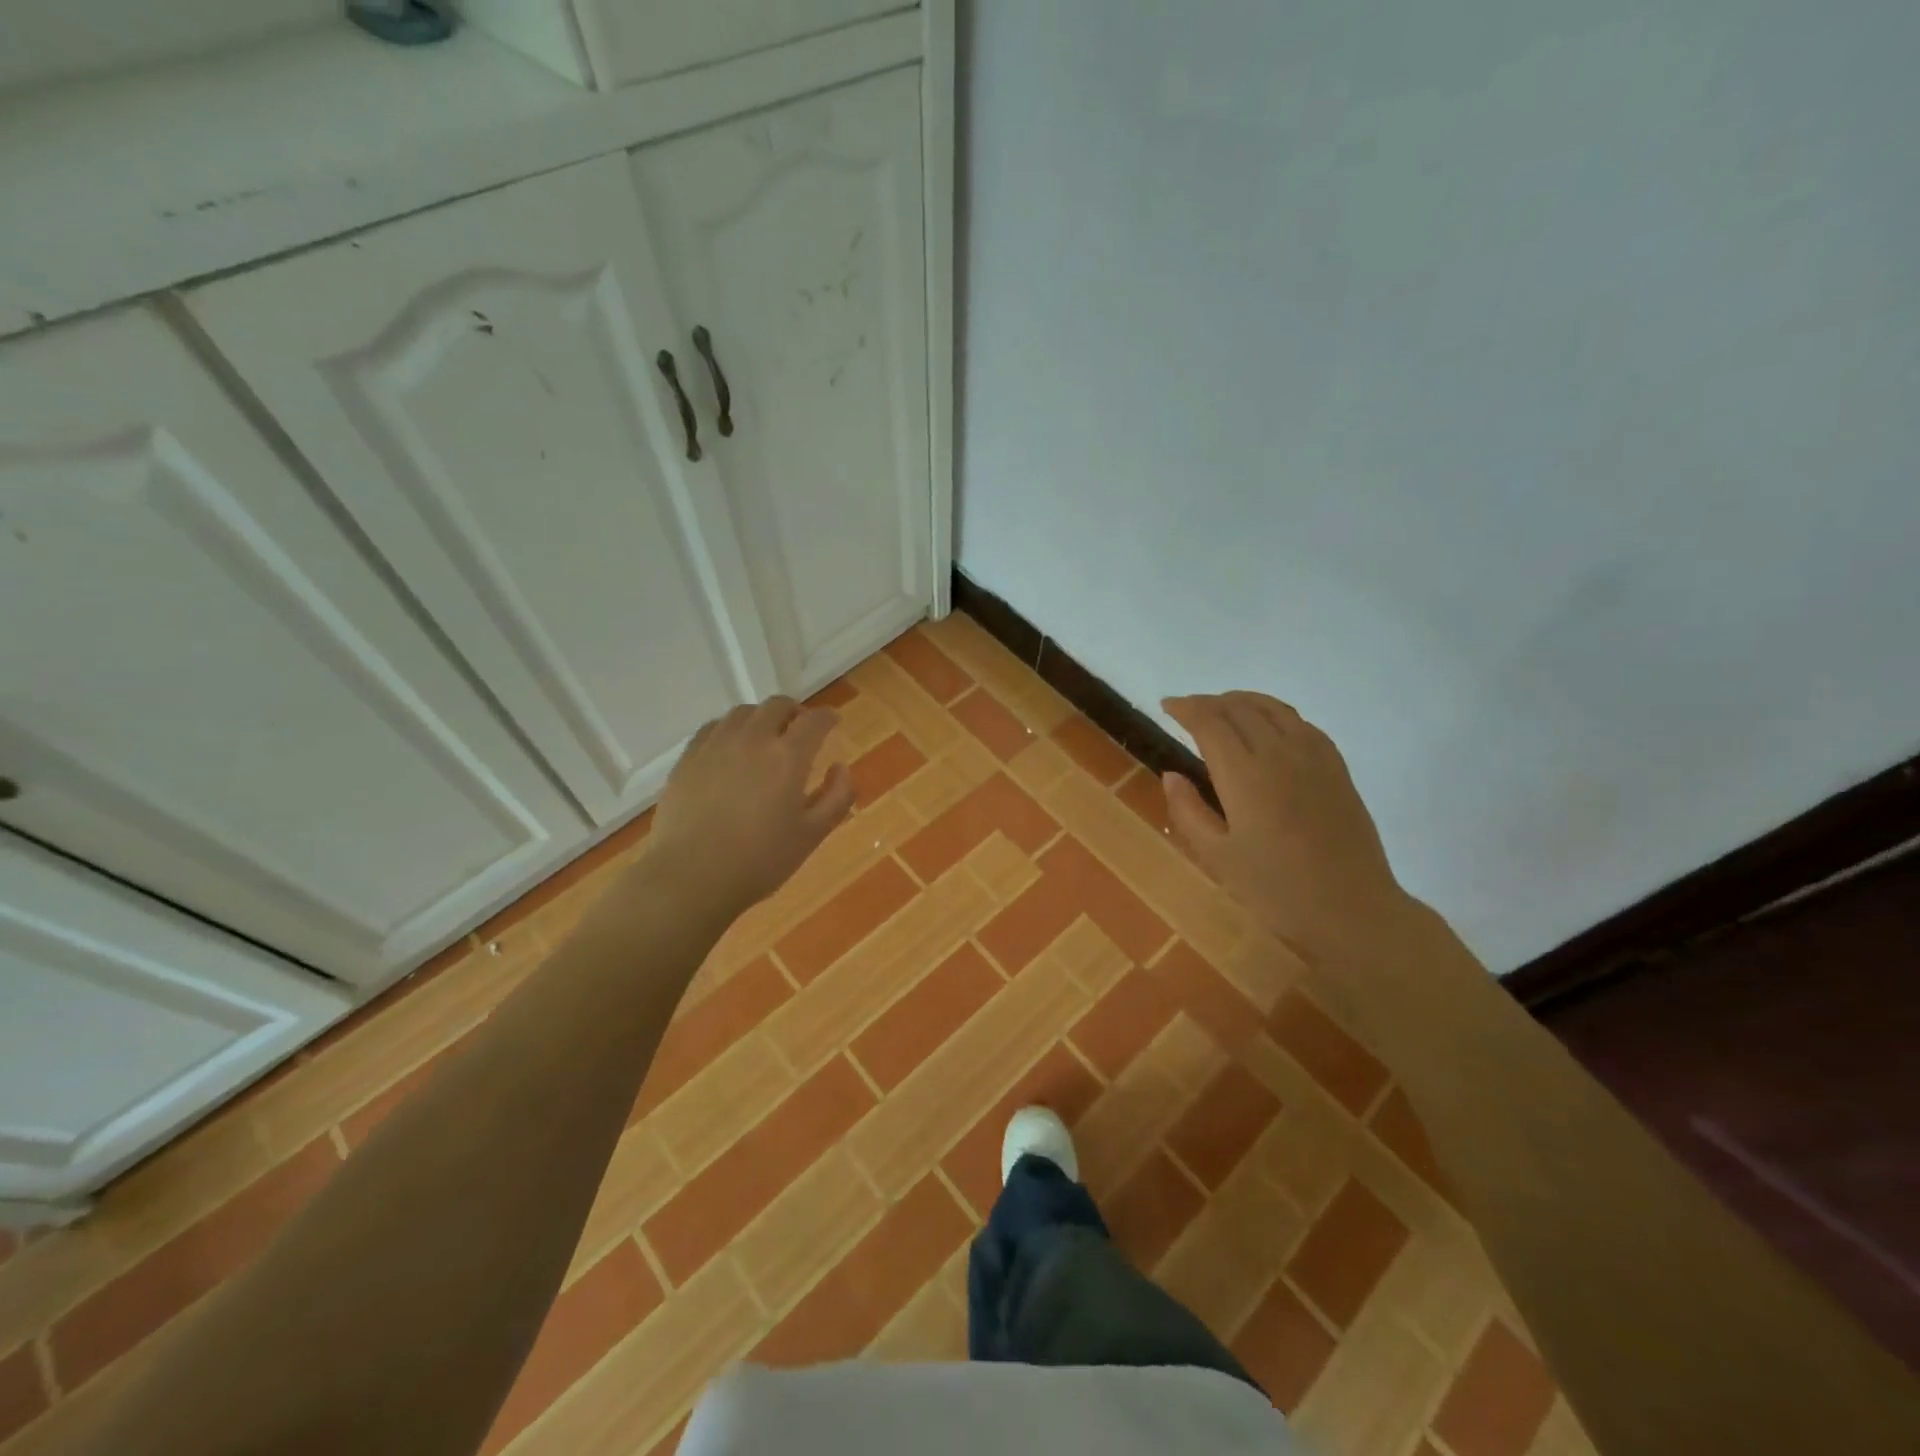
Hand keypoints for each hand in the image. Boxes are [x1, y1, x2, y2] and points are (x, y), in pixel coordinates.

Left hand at [646, 696, 854, 916]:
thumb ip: (836, 797)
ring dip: (761, 717)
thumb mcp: (812, 835)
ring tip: (765, 736)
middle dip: (794, 711)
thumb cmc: (760, 860)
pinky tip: (730, 748)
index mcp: (788, 757)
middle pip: (777, 706)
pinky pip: (713, 728)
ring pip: (743, 712)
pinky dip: (730, 729)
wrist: (691, 877)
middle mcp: (753, 739)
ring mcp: (716, 745)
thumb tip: (840, 767)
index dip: (827, 717)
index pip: (814, 721)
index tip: (833, 722)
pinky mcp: (688, 758)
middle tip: (800, 728)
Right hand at [1162, 692, 1411, 965]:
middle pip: (1239, 708)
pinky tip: (1268, 726)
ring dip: (1242, 701)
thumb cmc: (1276, 889)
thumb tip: (1172, 775)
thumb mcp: (1218, 857)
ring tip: (1223, 708)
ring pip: (1273, 708)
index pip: (1210, 722)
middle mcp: (1279, 753)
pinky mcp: (1336, 767)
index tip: (1166, 706)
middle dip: (1209, 702)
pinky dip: (1275, 713)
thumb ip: (1188, 811)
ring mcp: (1313, 757)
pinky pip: (1301, 723)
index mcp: (1244, 775)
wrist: (1352, 909)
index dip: (1185, 708)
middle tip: (1188, 710)